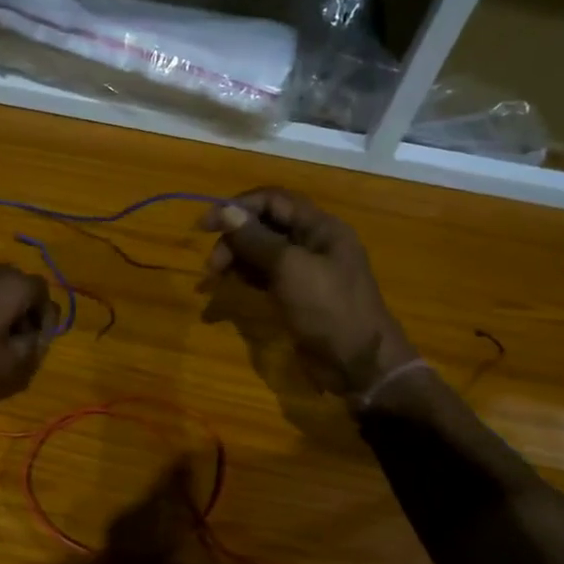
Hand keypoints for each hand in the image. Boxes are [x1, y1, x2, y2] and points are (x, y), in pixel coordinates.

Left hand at [0, 264, 54, 418]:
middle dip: (24, 310)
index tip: (36, 341)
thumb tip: (38, 336)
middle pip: (19, 285)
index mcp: (12, 285)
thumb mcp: (11, 363)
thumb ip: (34, 346)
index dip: (45, 318)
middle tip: (18, 338)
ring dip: (1, 308)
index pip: (43, 292)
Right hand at [200, 188, 415, 396]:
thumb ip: (256, 239)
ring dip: (236, 257)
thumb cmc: (329, 309)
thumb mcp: (290, 269)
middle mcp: (313, 242)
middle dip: (234, 238)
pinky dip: (246, 276)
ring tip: (216, 278)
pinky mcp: (297, 294)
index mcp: (320, 227)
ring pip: (262, 251)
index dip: (237, 207)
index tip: (205, 226)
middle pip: (265, 225)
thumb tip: (225, 211)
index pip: (272, 200)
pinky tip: (232, 286)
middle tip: (212, 267)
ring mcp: (306, 269)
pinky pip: (266, 275)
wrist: (358, 363)